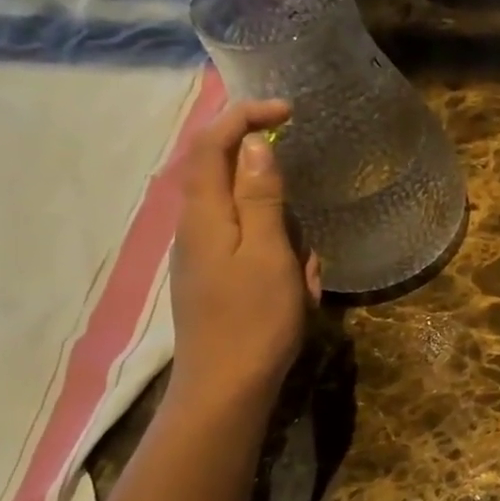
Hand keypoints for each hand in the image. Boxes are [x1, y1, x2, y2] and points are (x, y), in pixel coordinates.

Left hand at [168, 100, 320, 408]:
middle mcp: (196, 228)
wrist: (227, 389)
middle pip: (231, 181)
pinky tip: (297, 293)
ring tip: (303, 281)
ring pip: (250, 220)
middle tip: (303, 238)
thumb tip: (256, 144)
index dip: (245, 116)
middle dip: (276, 195)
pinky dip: (281, 261)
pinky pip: (254, 251)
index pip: (213, 144)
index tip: (288, 111)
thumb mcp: (268, 252)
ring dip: (285, 237)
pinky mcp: (217, 280)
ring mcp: (205, 257)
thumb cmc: (253, 319)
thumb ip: (261, 196)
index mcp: (203, 214)